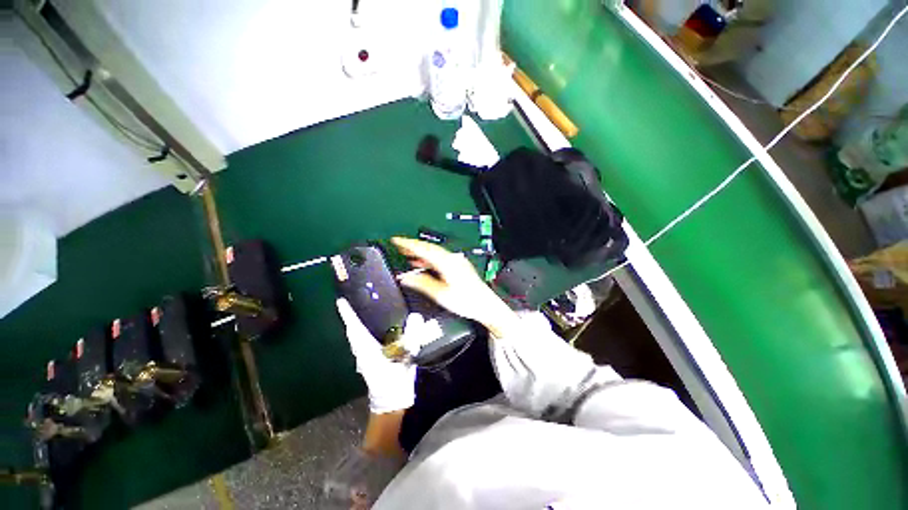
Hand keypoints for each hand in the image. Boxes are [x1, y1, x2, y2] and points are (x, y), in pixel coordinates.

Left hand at [337, 298, 427, 413]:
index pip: (355, 328)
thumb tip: (416, 316)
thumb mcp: (405, 358)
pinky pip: (364, 342)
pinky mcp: (371, 361)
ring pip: (357, 336)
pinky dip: (365, 332)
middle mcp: (362, 351)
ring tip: (362, 310)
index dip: (347, 314)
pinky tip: (376, 327)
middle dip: (350, 317)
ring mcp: (365, 357)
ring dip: (357, 324)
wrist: (391, 402)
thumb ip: (411, 337)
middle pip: (353, 331)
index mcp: (367, 350)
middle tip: (352, 302)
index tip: (340, 301)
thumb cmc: (394, 381)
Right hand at [391, 237, 519, 337]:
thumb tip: (405, 277)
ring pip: (434, 253)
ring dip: (421, 252)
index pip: (423, 248)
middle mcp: (452, 259)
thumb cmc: (466, 301)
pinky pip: (440, 258)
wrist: (485, 305)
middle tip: (399, 246)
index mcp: (446, 263)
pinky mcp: (459, 266)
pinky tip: (423, 263)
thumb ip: (421, 283)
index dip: (408, 244)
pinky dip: (429, 259)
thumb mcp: (440, 294)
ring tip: (407, 254)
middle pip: (429, 248)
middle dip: (413, 246)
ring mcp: (456, 261)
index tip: (396, 240)